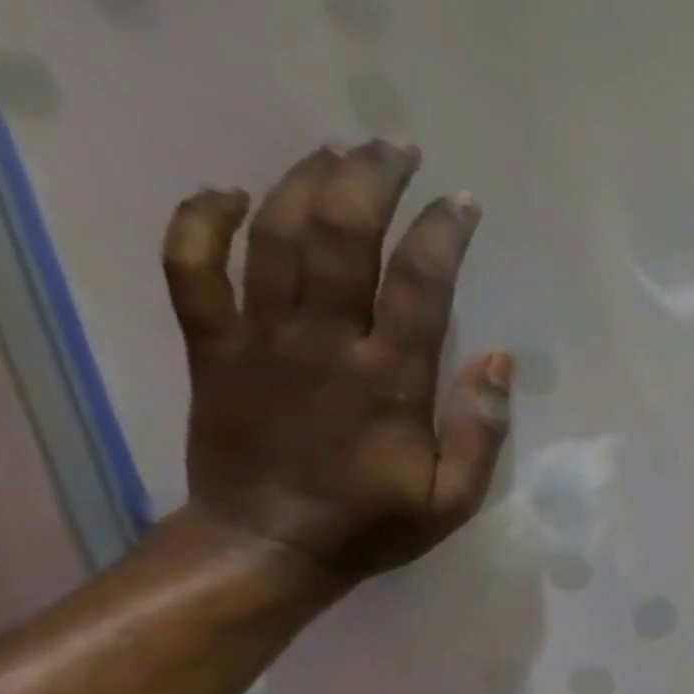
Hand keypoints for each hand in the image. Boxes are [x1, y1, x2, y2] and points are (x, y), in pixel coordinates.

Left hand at [160, 140, 512, 592]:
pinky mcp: (211, 347)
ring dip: (303, 184)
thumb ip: (482, 429)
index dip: (442, 235)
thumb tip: (502, 359)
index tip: (462, 202)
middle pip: (340, 239)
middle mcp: (323, 344)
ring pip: (272, 237)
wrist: (269, 546)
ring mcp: (258, 339)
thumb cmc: (375, 523)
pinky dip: (202, 221)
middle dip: (369, 182)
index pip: (420, 287)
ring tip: (335, 153)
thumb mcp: (456, 497)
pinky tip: (229, 193)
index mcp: (389, 382)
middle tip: (395, 147)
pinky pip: (191, 268)